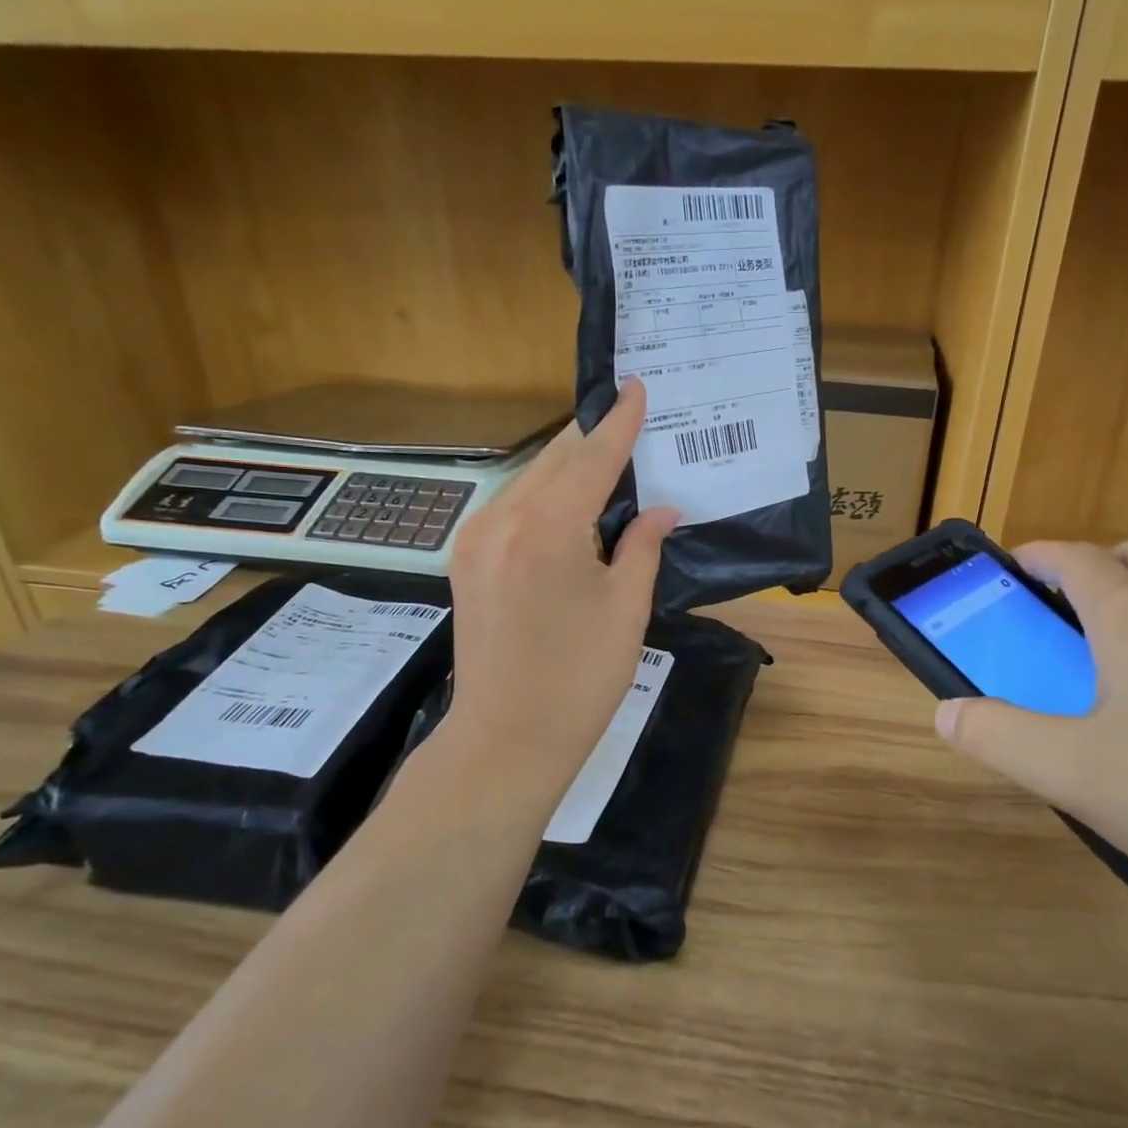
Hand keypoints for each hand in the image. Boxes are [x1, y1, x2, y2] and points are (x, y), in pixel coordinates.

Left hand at [443, 379, 677, 800]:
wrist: (506, 740)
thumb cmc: (580, 680)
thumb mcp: (626, 609)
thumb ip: (643, 546)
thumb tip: (661, 509)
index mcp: (546, 530)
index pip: (591, 459)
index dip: (619, 423)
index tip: (637, 388)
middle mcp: (502, 520)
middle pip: (556, 460)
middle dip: (594, 439)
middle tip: (631, 423)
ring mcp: (475, 538)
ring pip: (530, 479)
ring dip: (569, 467)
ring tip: (608, 460)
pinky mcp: (466, 558)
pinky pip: (511, 505)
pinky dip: (545, 494)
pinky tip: (571, 502)